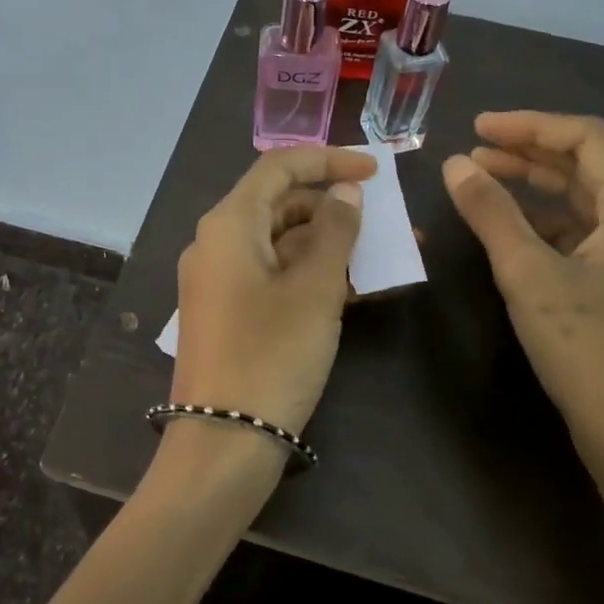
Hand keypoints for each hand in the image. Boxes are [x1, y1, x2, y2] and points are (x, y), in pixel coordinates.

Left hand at [170, 145, 374, 436]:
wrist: (222, 444)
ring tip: (384, 257)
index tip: (375, 171)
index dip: (328, 160)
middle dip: (335, 208)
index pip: (279, 167)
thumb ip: (335, 232)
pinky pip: (274, 276)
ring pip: (282, 244)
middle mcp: (217, 243)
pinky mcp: (230, 312)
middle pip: (280, 204)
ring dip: (330, 246)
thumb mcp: (314, 290)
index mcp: (228, 224)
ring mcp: (221, 280)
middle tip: (385, 223)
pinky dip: (312, 276)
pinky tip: (356, 288)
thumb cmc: (271, 356)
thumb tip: (346, 192)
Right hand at [442, 112, 603, 581]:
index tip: (476, 128)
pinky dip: (552, 225)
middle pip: (591, 167)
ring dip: (538, 189)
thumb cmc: (590, 352)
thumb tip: (454, 164)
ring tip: (483, 184)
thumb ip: (491, 213)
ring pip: (590, 203)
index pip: (587, 138)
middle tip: (471, 155)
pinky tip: (515, 234)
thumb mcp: (529, 276)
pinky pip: (593, 236)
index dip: (529, 125)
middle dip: (529, 155)